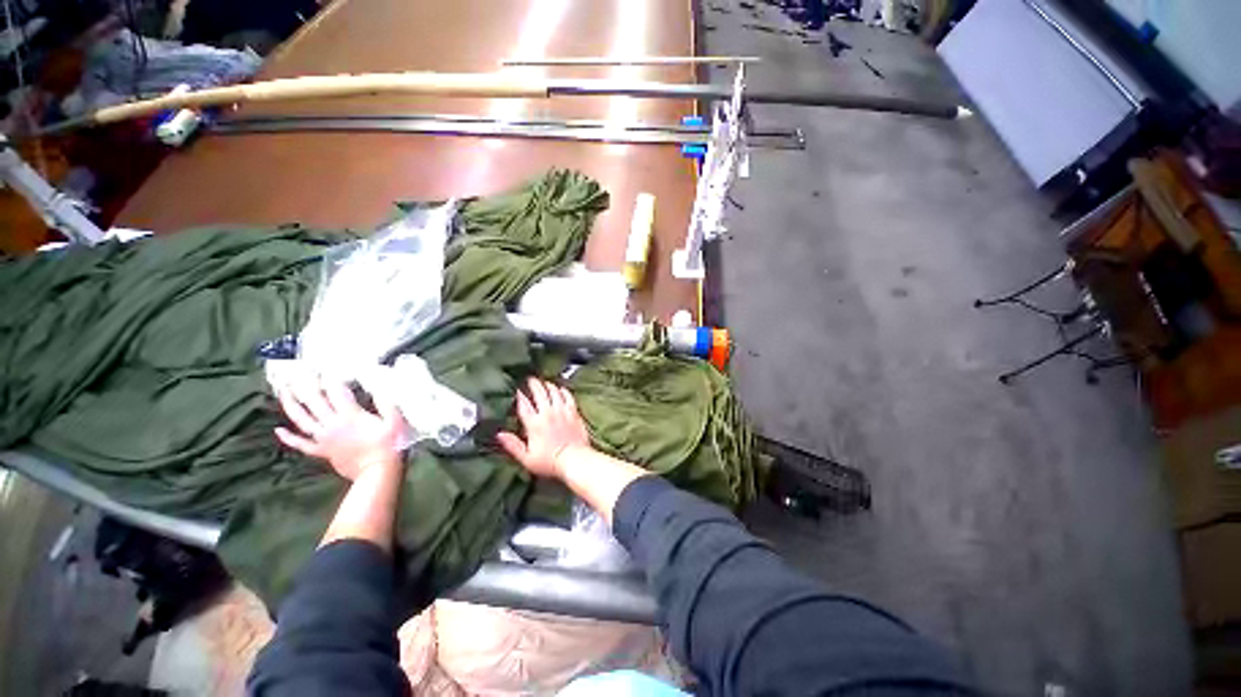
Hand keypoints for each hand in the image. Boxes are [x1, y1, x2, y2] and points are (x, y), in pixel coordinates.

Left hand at [275, 379, 405, 480]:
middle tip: (298, 371)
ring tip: (283, 391)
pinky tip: (278, 430)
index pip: (337, 392)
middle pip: (314, 401)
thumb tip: (379, 388)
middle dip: (306, 385)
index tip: (327, 366)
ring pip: (301, 420)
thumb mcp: (394, 422)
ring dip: (291, 405)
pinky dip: (288, 437)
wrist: (376, 471)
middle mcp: (332, 424)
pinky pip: (301, 444)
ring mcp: (324, 438)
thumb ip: (386, 404)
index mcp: (350, 415)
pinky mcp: (322, 451)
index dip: (331, 378)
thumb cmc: (389, 445)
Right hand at [497, 378, 591, 478]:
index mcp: (534, 424)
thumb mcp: (526, 458)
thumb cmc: (550, 462)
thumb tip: (499, 434)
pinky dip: (563, 391)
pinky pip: (568, 396)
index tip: (517, 390)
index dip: (520, 396)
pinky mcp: (574, 412)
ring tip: (545, 382)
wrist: (574, 459)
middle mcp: (547, 413)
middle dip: (534, 384)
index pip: (524, 405)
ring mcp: (562, 411)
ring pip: (554, 392)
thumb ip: (513, 445)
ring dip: (548, 385)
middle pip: (539, 393)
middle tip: (530, 379)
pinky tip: (561, 389)